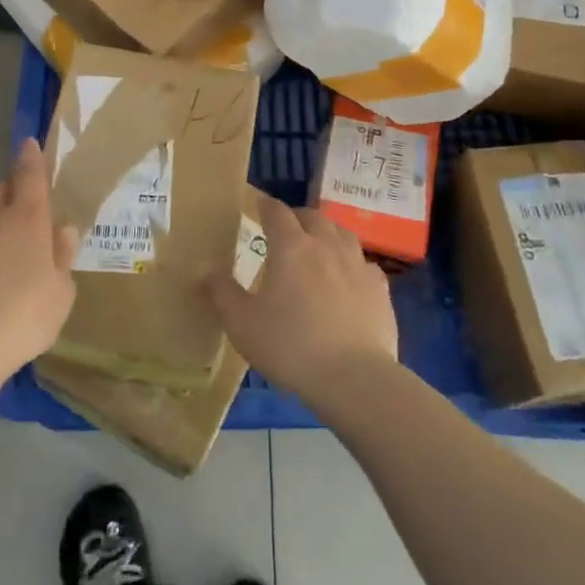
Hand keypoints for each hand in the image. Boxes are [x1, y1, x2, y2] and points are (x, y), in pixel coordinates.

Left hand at [0, 138, 76, 385]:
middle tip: (26, 208)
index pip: (30, 174)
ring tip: (3, 241)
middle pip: (2, 189)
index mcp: (28, 217)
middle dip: (13, 190)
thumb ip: (62, 257)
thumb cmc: (24, 316)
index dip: (31, 157)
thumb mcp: (61, 292)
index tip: (29, 143)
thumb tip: (62, 230)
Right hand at [206, 196, 398, 409]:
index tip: (258, 206)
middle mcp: (326, 245)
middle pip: (313, 216)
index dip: (265, 206)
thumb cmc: (291, 347)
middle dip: (297, 217)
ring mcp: (357, 264)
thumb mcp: (242, 324)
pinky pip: (364, 264)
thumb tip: (205, 269)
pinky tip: (347, 279)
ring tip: (317, 247)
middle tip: (286, 230)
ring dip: (327, 234)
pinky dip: (351, 264)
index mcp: (291, 246)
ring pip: (342, 233)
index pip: (276, 212)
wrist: (355, 378)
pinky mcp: (380, 288)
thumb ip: (222, 293)